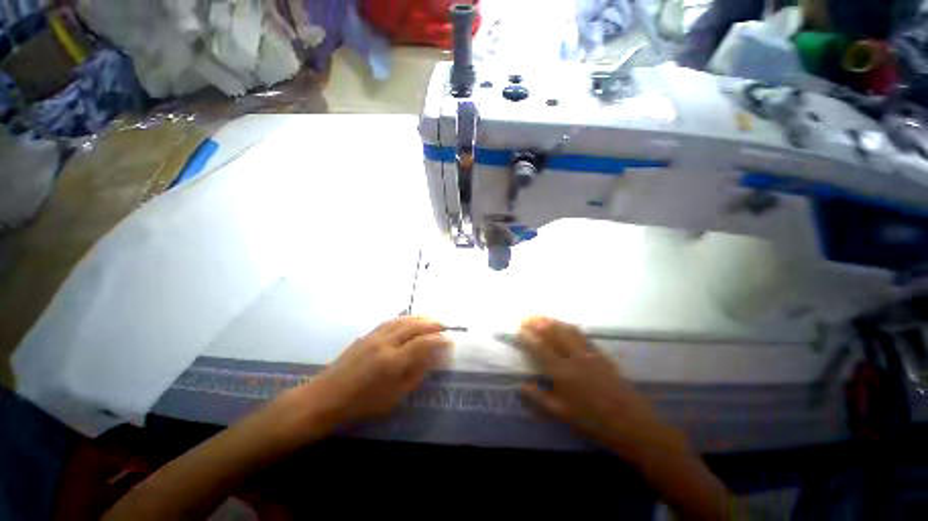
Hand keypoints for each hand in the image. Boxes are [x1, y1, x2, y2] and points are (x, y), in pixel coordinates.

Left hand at [295, 316, 450, 428]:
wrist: (327, 396)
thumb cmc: (363, 402)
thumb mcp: (395, 396)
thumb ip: (416, 373)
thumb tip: (433, 357)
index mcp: (392, 362)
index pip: (422, 343)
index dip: (438, 340)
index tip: (449, 339)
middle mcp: (385, 343)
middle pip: (414, 326)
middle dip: (432, 324)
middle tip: (445, 325)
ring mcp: (375, 336)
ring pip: (403, 320)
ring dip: (420, 317)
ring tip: (432, 318)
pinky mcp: (367, 334)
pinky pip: (391, 320)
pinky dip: (405, 318)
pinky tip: (411, 319)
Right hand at [516, 317, 688, 463]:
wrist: (632, 424)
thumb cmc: (593, 422)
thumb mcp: (562, 414)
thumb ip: (539, 398)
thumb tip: (521, 385)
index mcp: (563, 372)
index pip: (540, 349)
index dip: (528, 338)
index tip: (519, 330)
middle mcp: (575, 357)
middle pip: (554, 333)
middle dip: (538, 323)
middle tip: (527, 317)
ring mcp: (589, 353)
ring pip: (568, 330)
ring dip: (553, 321)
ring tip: (542, 317)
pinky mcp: (601, 354)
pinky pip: (581, 335)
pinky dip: (568, 327)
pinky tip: (565, 326)